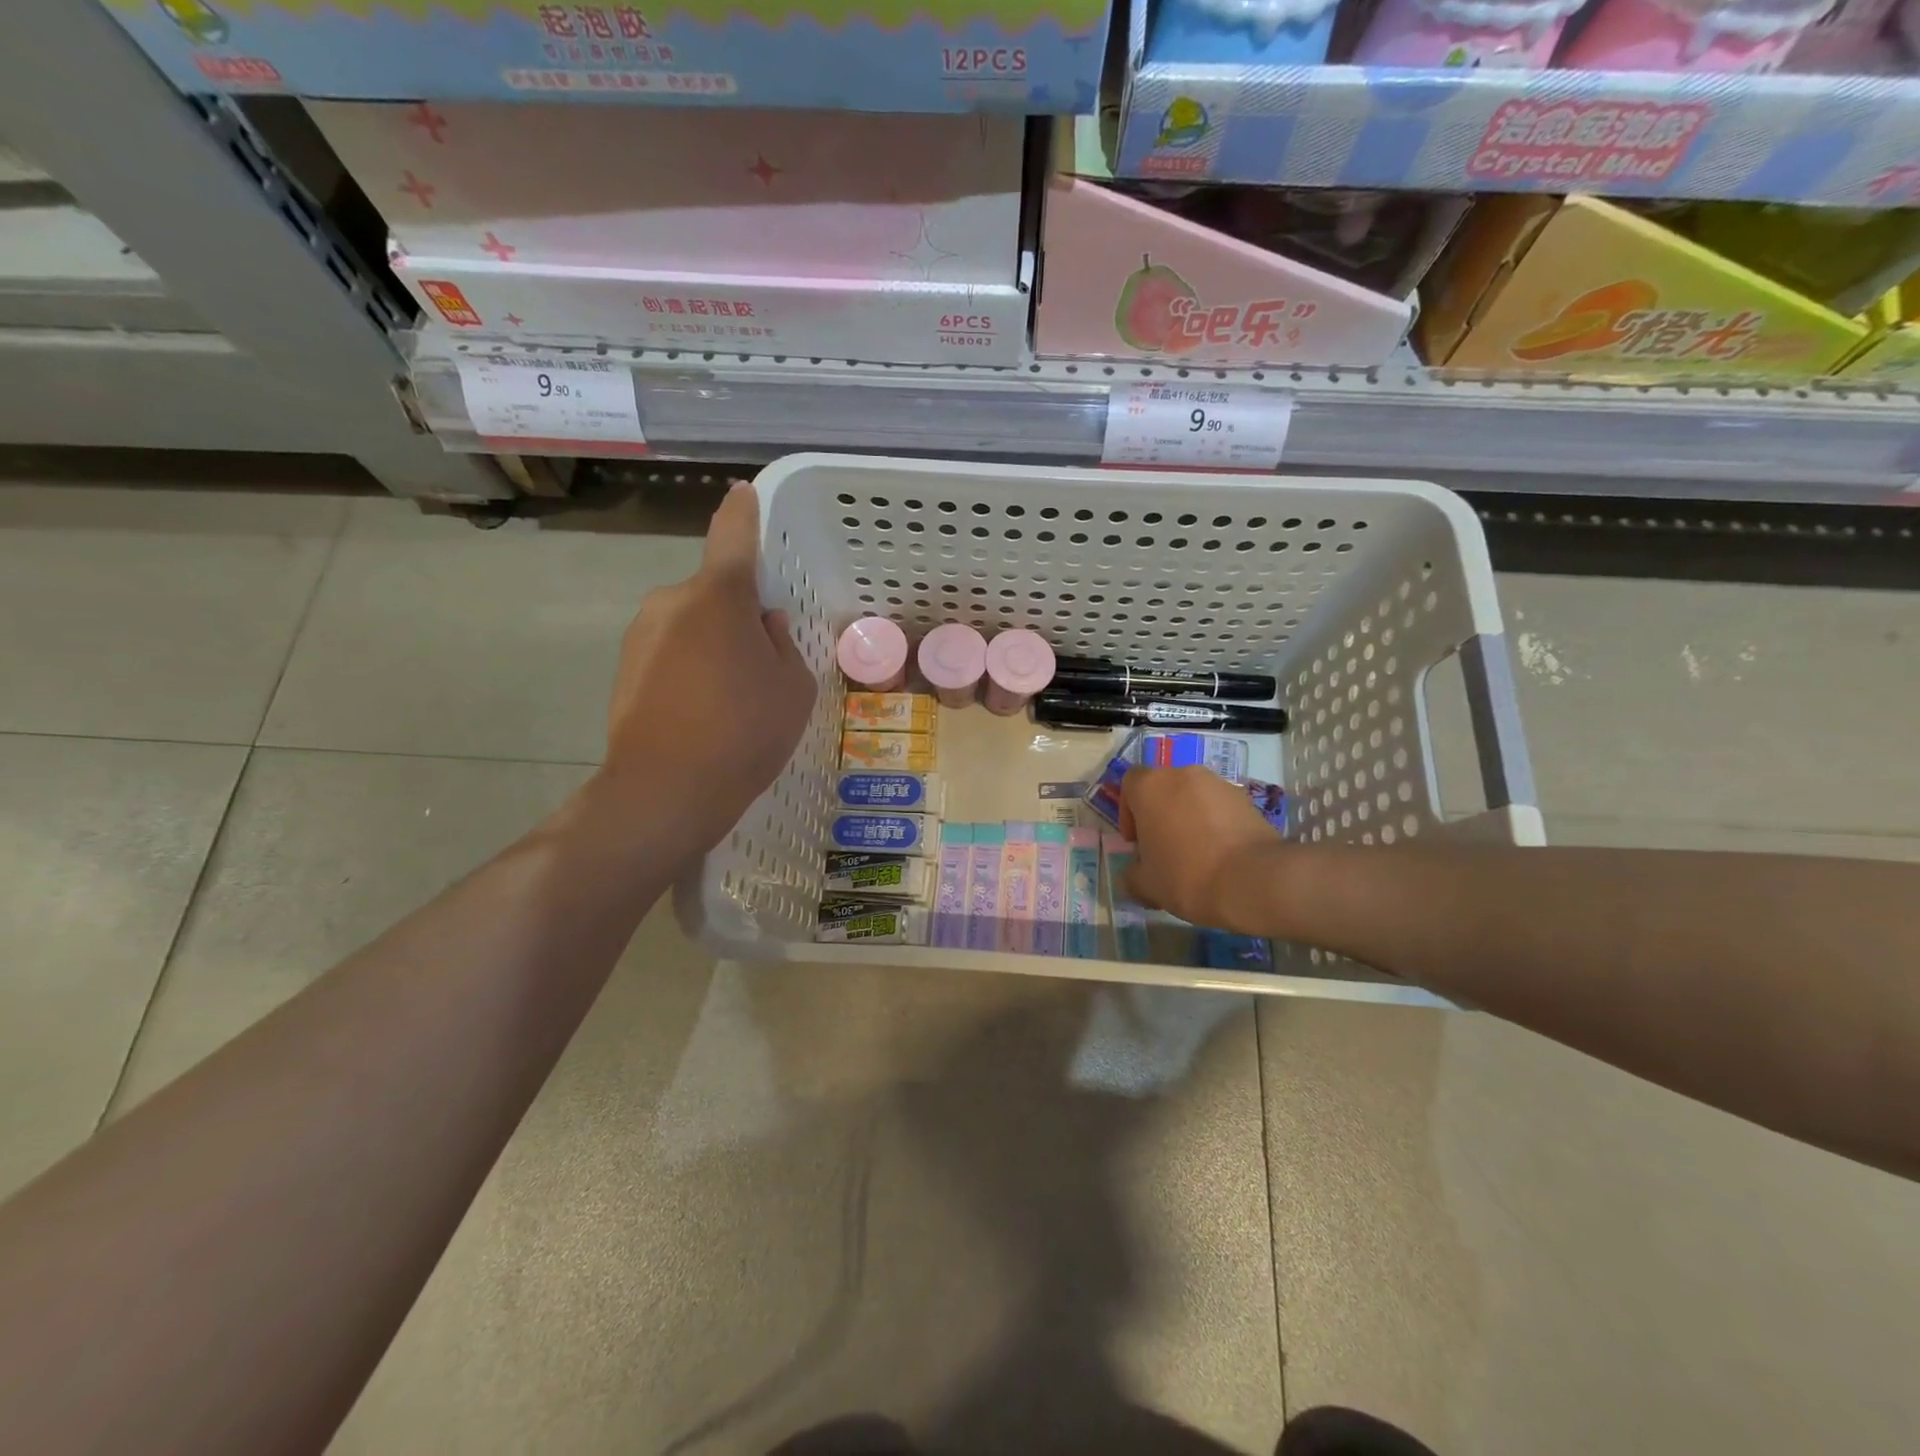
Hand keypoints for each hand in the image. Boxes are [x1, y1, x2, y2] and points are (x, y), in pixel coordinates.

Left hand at [597, 482, 815, 856]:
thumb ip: (782, 644)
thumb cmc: (744, 731)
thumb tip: (762, 625)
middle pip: (714, 591)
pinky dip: (691, 667)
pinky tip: (705, 711)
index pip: (733, 536)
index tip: (744, 493)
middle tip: (764, 663)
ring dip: (714, 643)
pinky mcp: (625, 668)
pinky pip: (671, 651)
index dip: (743, 512)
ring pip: (692, 623)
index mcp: (718, 596)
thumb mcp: (793, 687)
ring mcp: (641, 634)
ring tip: (734, 697)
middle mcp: (672, 601)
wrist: (664, 791)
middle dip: (739, 613)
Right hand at [1119, 765, 1286, 932]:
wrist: (1252, 880)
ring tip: (1197, 853)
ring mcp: (1218, 784)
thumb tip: (1133, 877)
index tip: (1137, 841)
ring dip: (1189, 817)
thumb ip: (1132, 876)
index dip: (1129, 812)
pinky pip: (1220, 807)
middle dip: (1161, 814)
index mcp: (1150, 787)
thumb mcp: (1146, 886)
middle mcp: (1183, 775)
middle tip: (1165, 848)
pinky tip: (1221, 854)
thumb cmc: (1186, 875)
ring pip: (1194, 797)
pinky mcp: (1246, 799)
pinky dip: (1216, 824)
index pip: (1130, 784)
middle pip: (1164, 789)